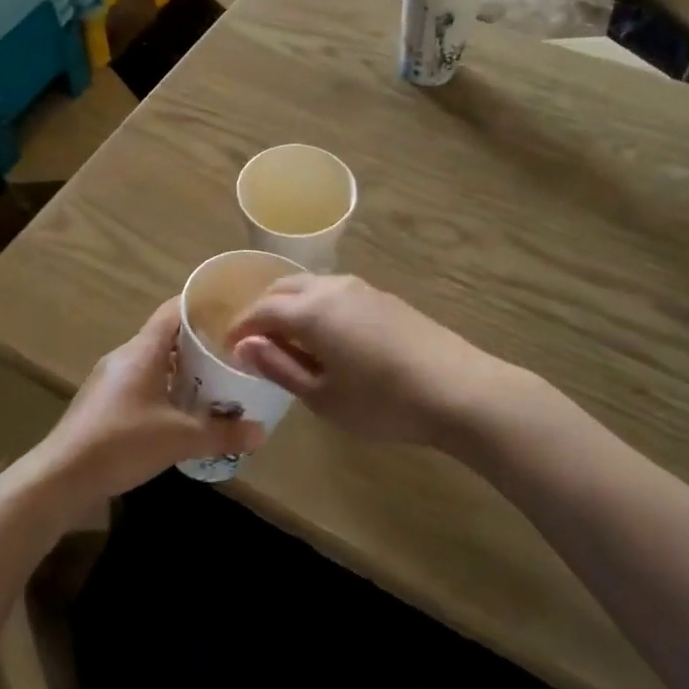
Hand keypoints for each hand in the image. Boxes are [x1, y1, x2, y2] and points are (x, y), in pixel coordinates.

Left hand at [34, 297, 263, 504]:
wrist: (61, 476)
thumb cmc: (122, 442)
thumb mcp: (179, 438)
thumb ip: (221, 433)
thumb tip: (260, 431)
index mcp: (143, 350)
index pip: (175, 310)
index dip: (203, 306)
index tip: (231, 311)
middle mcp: (125, 355)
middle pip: (167, 335)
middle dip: (199, 343)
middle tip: (232, 353)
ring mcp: (111, 378)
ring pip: (154, 361)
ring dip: (182, 369)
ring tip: (214, 382)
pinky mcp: (104, 401)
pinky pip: (141, 382)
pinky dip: (164, 388)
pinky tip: (181, 411)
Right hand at [228, 275, 522, 448]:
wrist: (458, 390)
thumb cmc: (382, 402)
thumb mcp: (323, 397)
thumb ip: (279, 367)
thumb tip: (244, 346)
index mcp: (311, 310)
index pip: (261, 310)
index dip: (241, 328)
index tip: (230, 348)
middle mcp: (333, 287)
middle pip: (284, 288)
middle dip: (263, 310)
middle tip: (255, 342)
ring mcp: (362, 289)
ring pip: (312, 286)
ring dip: (291, 306)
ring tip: (289, 340)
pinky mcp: (384, 298)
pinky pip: (336, 293)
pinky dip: (317, 307)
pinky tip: (327, 337)